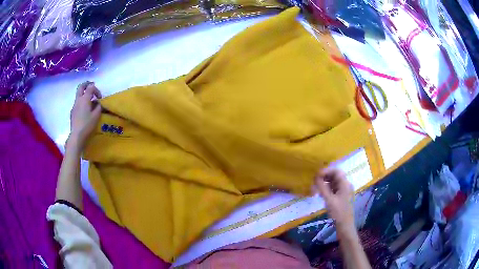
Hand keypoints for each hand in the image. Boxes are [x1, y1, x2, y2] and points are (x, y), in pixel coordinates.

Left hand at [69, 81, 101, 148]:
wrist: (76, 136)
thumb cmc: (87, 125)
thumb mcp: (96, 116)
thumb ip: (98, 107)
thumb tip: (98, 103)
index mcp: (84, 99)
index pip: (91, 87)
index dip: (96, 90)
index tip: (100, 98)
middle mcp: (78, 100)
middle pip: (81, 87)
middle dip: (87, 85)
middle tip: (92, 87)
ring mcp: (74, 106)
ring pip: (79, 95)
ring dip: (84, 95)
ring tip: (90, 102)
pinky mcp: (72, 113)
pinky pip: (77, 103)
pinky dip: (82, 103)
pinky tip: (85, 111)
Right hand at [313, 167, 354, 231]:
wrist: (344, 224)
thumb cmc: (338, 212)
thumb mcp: (329, 200)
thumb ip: (322, 187)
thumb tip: (316, 177)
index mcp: (345, 184)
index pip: (336, 171)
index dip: (326, 170)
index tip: (316, 175)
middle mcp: (345, 184)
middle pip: (335, 175)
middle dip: (324, 176)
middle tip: (314, 181)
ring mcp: (343, 190)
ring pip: (333, 181)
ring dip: (324, 182)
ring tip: (316, 187)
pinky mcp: (340, 195)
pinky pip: (333, 187)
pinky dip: (326, 188)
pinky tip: (320, 193)